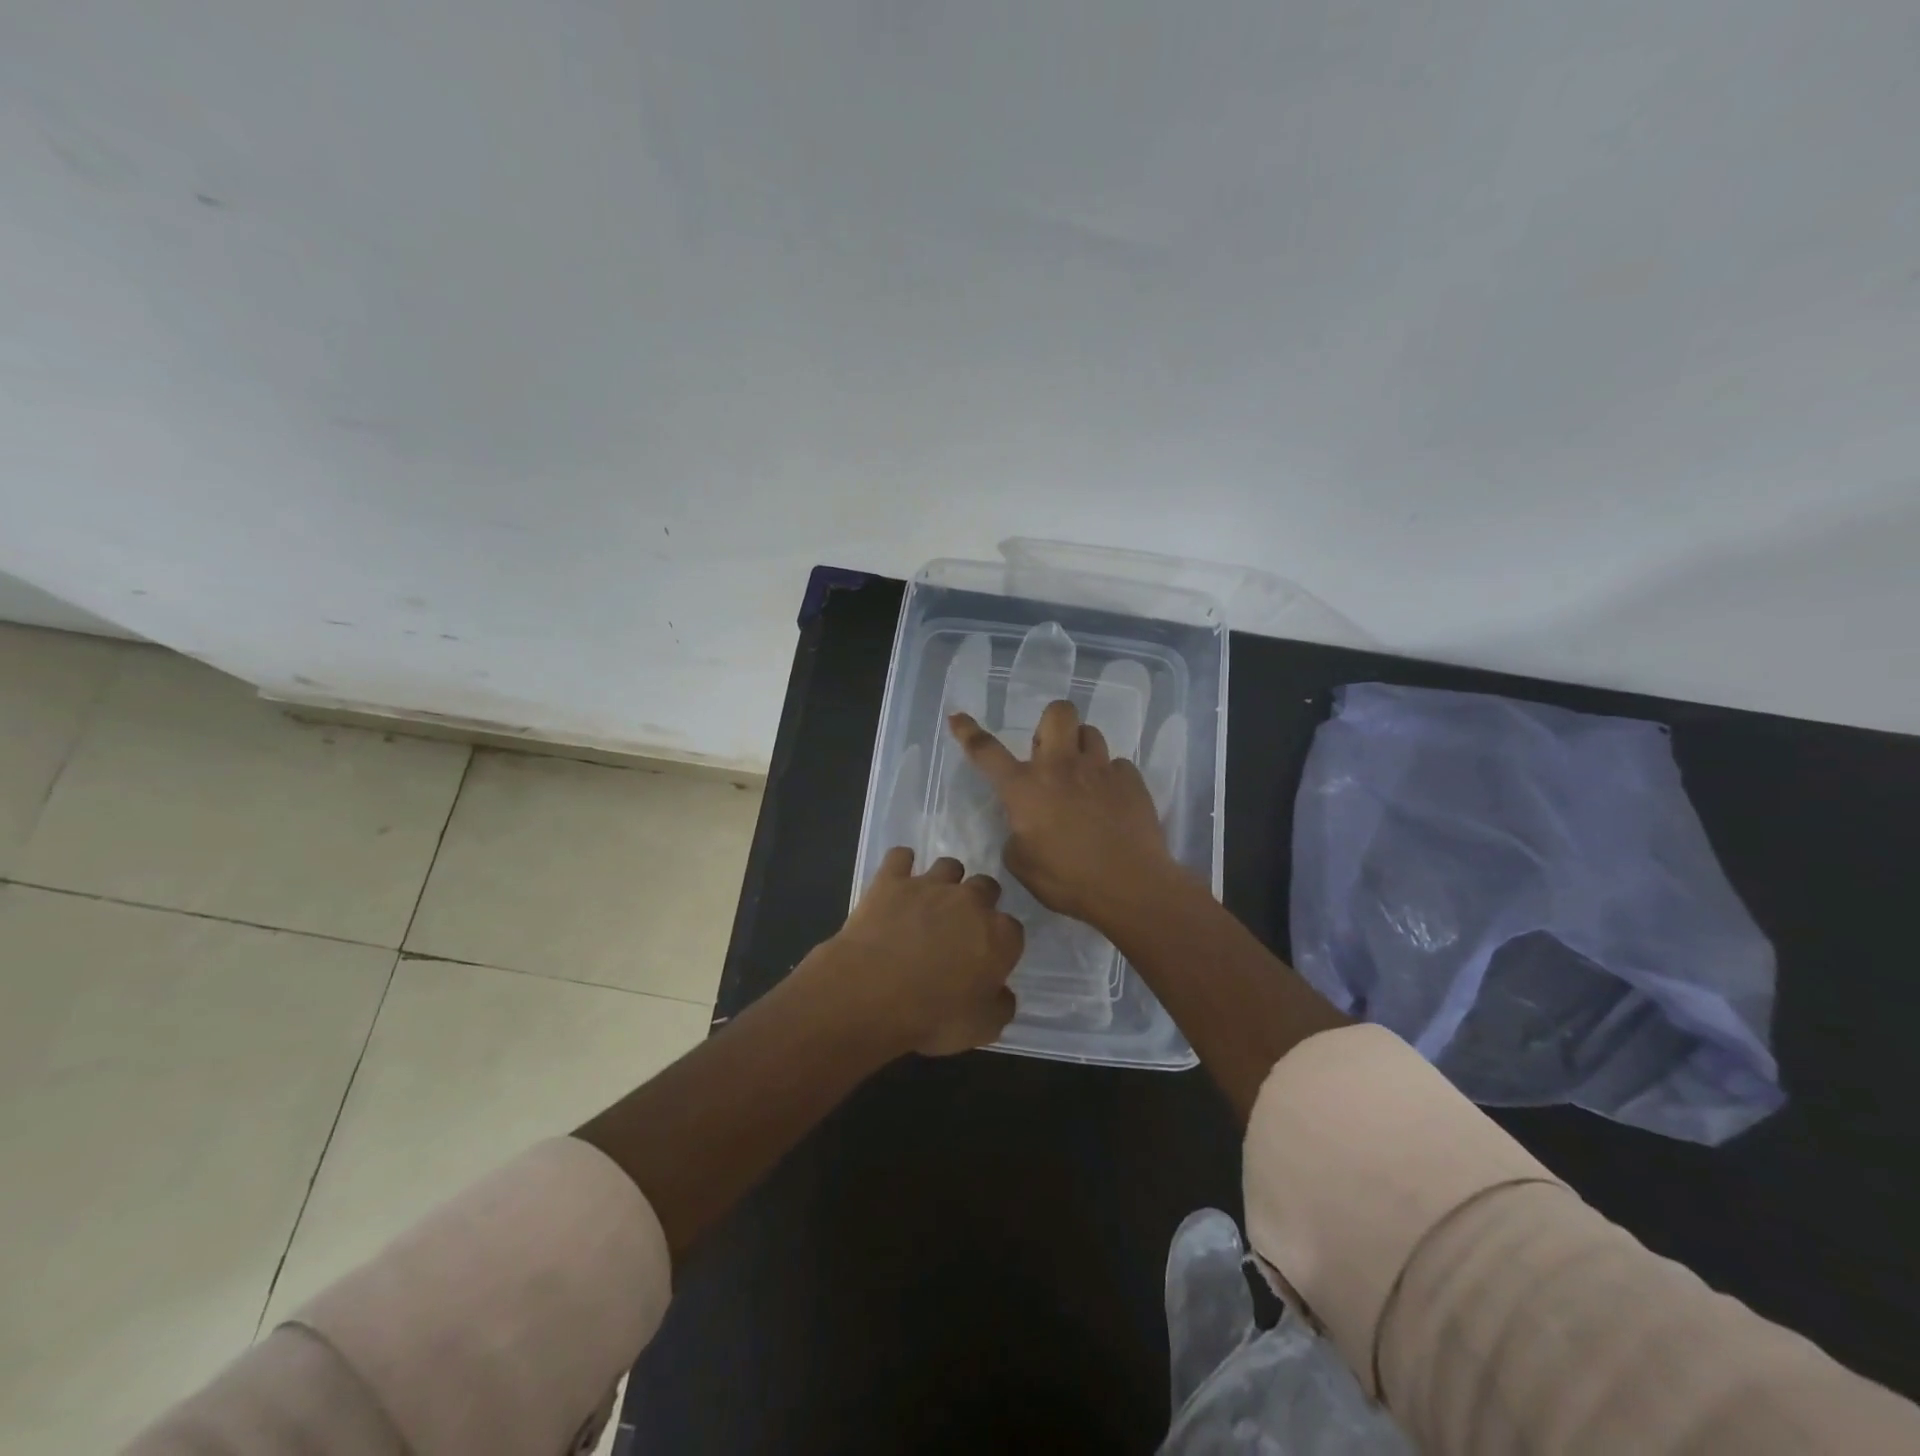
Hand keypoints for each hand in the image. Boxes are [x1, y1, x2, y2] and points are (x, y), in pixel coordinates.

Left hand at [822, 847, 1023, 1056]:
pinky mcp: (892, 880)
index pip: (1013, 930)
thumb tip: (1002, 993)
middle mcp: (970, 901)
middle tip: (961, 927)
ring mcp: (930, 885)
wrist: (871, 992)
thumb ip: (1000, 1006)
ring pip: (949, 866)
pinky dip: (901, 864)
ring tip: (932, 900)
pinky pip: (901, 857)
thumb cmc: (932, 1017)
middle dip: (979, 902)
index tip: (987, 960)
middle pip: (986, 887)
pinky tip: (897, 877)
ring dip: (946, 880)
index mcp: (999, 935)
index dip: (1001, 944)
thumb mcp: (981, 1029)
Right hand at [949, 700, 1180, 928]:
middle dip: (1050, 724)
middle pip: (1057, 713)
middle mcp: (1061, 766)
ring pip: (1090, 733)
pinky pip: (1117, 764)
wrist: (1130, 887)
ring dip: (1081, 749)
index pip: (987, 751)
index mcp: (1025, 788)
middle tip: (1050, 754)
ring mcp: (1100, 769)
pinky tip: (1111, 802)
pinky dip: (1110, 778)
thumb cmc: (1067, 880)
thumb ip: (1016, 833)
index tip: (958, 717)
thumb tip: (1025, 823)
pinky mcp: (1131, 780)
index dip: (968, 732)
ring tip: (1083, 778)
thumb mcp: (1021, 863)